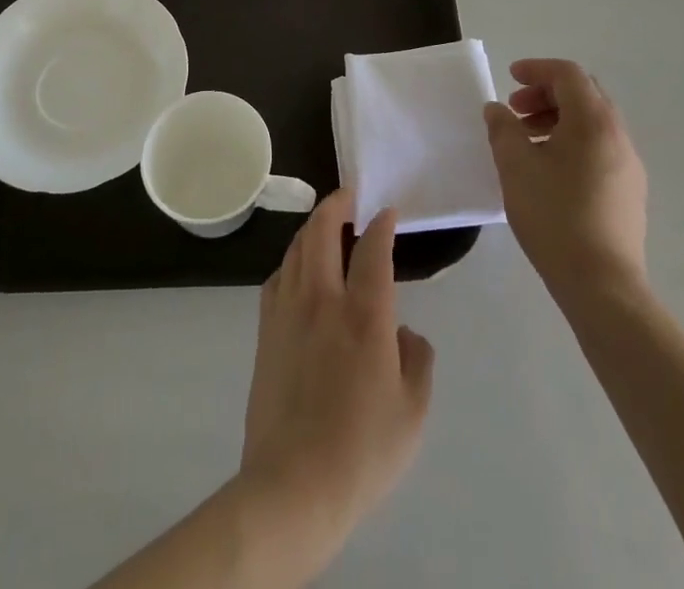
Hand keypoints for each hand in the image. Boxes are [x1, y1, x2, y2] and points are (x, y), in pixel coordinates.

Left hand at [240, 193, 434, 553]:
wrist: (293, 486)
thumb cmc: (362, 451)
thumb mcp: (412, 412)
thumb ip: (417, 360)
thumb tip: (404, 331)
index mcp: (364, 315)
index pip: (373, 250)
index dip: (382, 224)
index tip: (387, 211)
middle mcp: (323, 300)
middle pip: (322, 230)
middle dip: (337, 204)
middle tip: (350, 196)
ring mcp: (288, 311)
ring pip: (296, 247)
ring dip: (313, 227)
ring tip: (326, 225)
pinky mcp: (266, 330)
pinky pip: (278, 276)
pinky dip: (292, 260)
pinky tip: (299, 270)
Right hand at [485, 58, 648, 306]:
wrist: (602, 286)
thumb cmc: (555, 216)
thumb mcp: (516, 166)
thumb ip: (503, 129)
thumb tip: (497, 110)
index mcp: (593, 121)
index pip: (568, 74)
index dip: (536, 69)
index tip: (509, 79)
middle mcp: (618, 136)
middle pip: (584, 95)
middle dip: (546, 94)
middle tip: (515, 110)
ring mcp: (629, 165)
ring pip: (592, 123)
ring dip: (558, 119)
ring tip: (526, 142)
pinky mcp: (629, 192)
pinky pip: (599, 148)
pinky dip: (572, 142)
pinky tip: (548, 170)